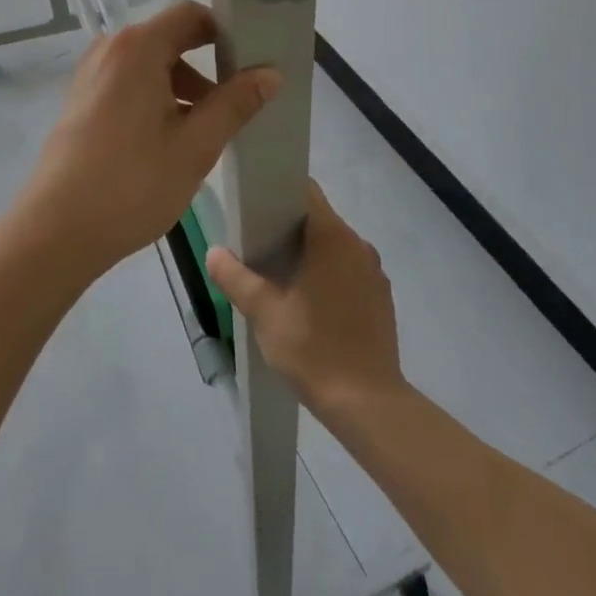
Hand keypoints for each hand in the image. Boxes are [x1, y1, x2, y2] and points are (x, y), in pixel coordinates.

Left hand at [15, 1, 279, 279]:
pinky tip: (172, 140)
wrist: (57, 229)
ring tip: (208, 131)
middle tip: (240, 102)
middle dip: (208, 66)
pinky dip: (157, 99)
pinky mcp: (82, 100)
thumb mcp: (195, 145)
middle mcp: (110, 50)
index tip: (253, 61)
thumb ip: (235, 103)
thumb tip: (270, 73)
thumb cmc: (132, 184)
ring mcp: (91, 75)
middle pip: (170, 39)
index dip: (226, 32)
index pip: (191, 15)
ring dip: (183, 88)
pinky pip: (129, 84)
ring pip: (150, 66)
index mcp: (137, 48)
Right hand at [206, 181, 403, 412]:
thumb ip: (235, 277)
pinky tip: (308, 301)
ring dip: (308, 251)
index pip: (304, 191)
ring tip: (278, 275)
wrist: (368, 404)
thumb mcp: (263, 312)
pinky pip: (348, 267)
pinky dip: (327, 272)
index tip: (254, 207)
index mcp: (332, 237)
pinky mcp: (380, 295)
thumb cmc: (313, 349)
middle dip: (287, 225)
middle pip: (318, 217)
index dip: (277, 192)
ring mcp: (374, 270)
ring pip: (333, 244)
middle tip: (256, 245)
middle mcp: (358, 244)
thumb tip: (214, 252)